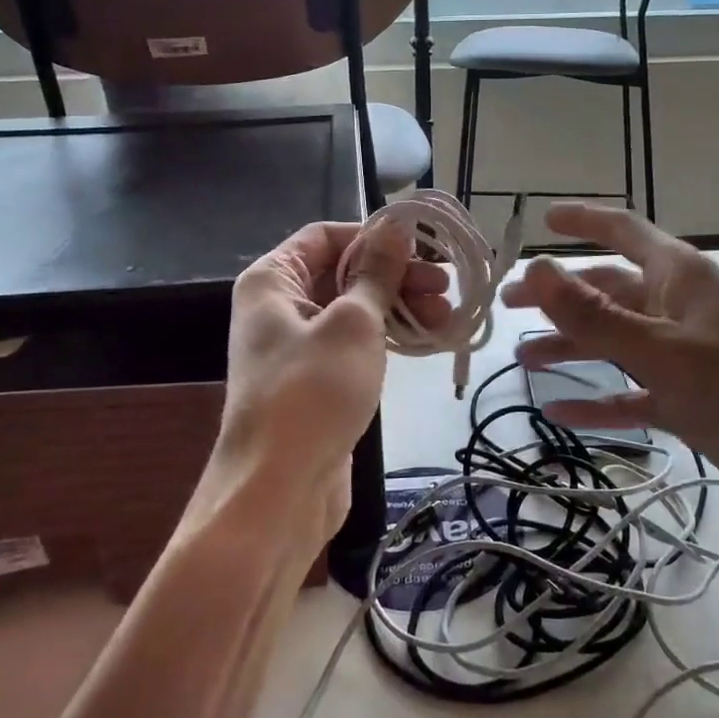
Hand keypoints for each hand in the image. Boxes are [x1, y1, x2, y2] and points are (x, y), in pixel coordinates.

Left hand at [196, 221, 451, 541]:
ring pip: (355, 309)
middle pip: (343, 272)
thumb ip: (376, 272)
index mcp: (273, 280)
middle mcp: (280, 306)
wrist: (278, 490)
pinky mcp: (318, 381)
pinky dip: (389, 338)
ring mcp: (298, 346)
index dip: (374, 236)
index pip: (325, 236)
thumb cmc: (312, 392)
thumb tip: (396, 227)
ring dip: (399, 306)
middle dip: (396, 275)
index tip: (422, 249)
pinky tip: (427, 339)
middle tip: (445, 287)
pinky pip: (356, 344)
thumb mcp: (353, 323)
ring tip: (445, 315)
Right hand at [501, 203, 718, 541]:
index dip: (584, 220)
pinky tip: (558, 411)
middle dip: (559, 296)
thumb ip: (597, 316)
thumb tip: (534, 269)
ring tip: (523, 360)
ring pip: (614, 343)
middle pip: (608, 291)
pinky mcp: (690, 402)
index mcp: (680, 278)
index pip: (624, 231)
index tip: (541, 220)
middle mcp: (678, 309)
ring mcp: (685, 357)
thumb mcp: (667, 351)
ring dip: (571, 347)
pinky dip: (597, 401)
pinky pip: (631, 395)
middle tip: (508, 308)